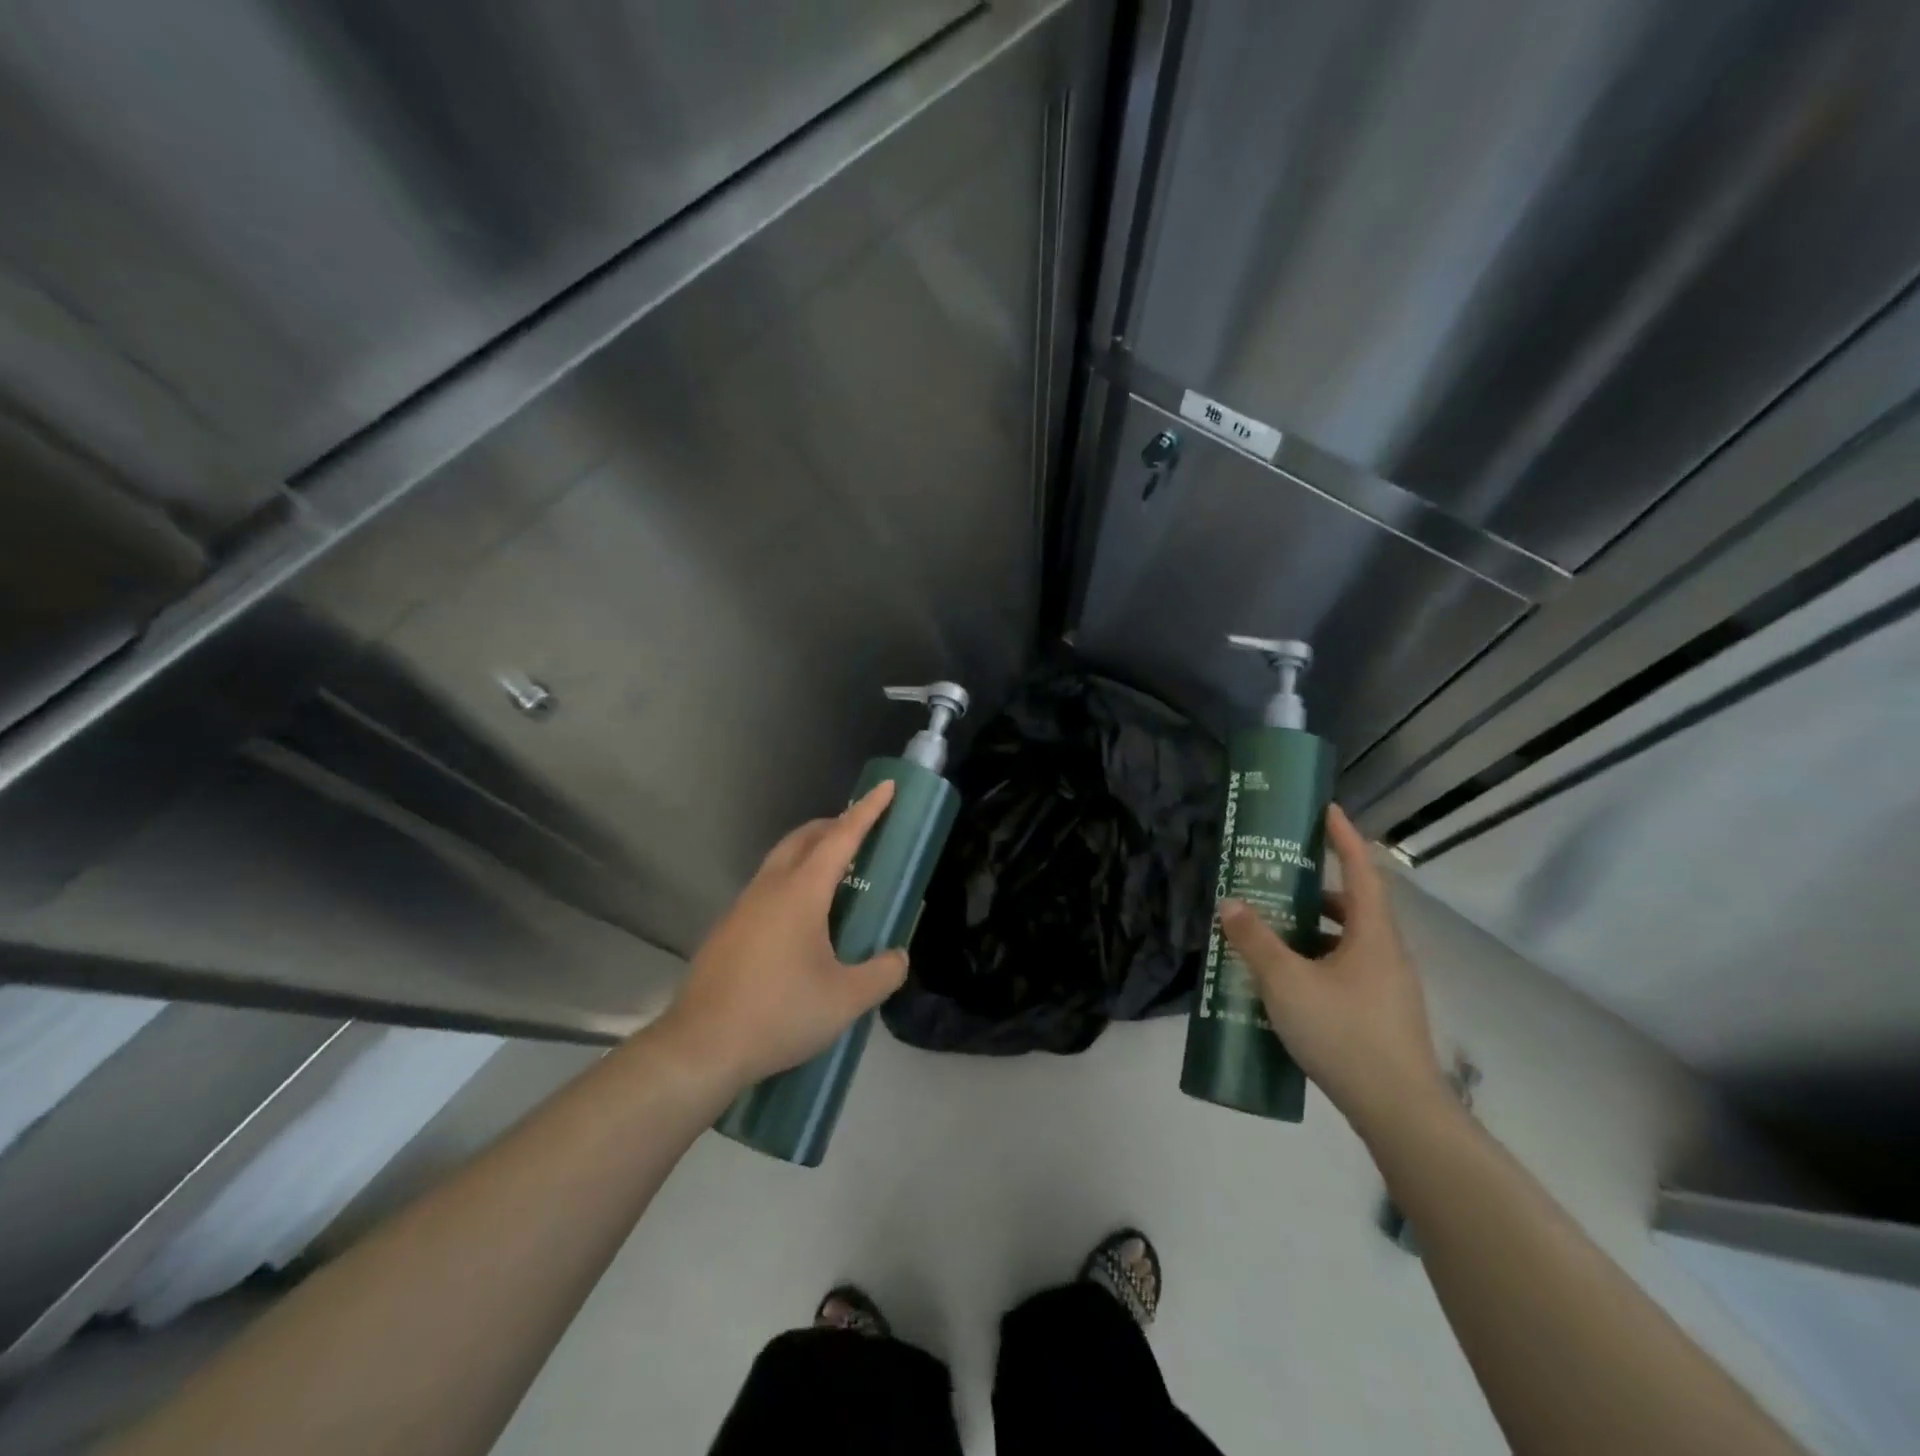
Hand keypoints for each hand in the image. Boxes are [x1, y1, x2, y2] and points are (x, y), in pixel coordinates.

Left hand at [662, 781, 909, 1087]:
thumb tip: (898, 957)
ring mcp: (742, 908)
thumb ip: (882, 973)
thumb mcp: (846, 1000)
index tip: (886, 788)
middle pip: (803, 839)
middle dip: (834, 825)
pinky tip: (801, 921)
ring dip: (809, 852)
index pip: (841, 838)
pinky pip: (766, 888)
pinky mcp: (727, 930)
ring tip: (836, 875)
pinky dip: (791, 881)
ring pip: (780, 861)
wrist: (700, 1048)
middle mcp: (769, 889)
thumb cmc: (779, 1014)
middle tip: (861, 832)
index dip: (867, 812)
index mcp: (801, 893)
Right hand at [1220, 804, 1445, 1136]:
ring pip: (1348, 941)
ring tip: (1272, 932)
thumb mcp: (1287, 982)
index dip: (1343, 837)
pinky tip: (1288, 984)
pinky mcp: (1382, 1014)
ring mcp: (1389, 986)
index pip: (1361, 870)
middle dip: (1315, 889)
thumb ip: (1255, 941)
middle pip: (1353, 905)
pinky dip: (1318, 962)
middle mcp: (1387, 953)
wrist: (1400, 1112)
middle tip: (1277, 881)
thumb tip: (1230, 903)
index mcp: (1372, 934)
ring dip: (1313, 930)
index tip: (1325, 810)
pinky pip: (1347, 970)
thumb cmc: (1344, 1034)